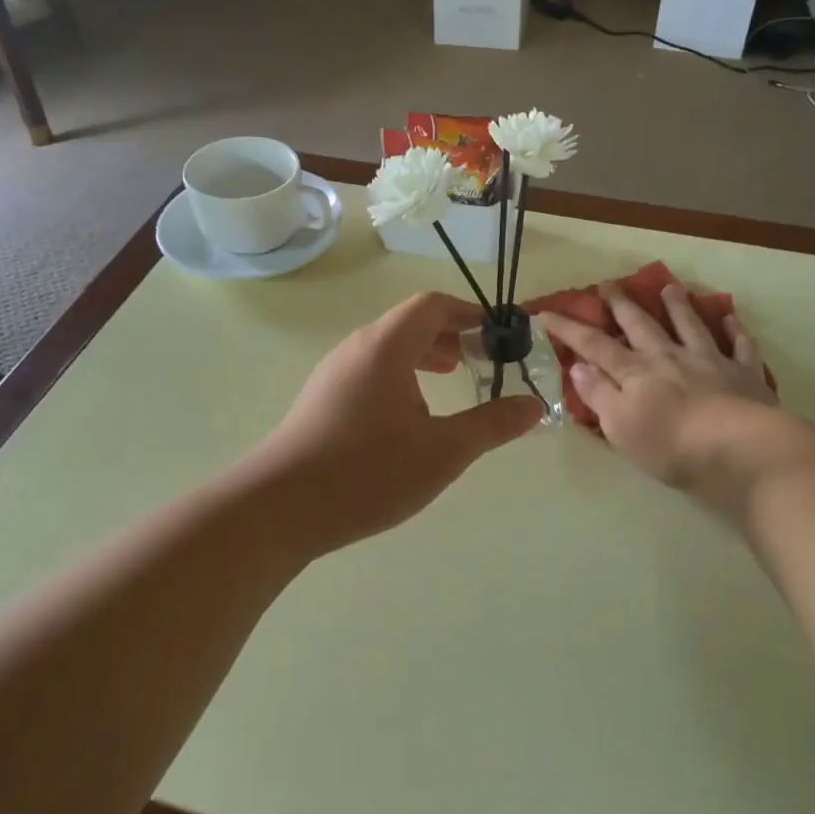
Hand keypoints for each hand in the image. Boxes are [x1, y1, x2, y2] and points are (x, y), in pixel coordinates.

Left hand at [251, 293, 543, 555]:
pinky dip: (400, 376)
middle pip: (409, 323)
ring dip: (424, 355)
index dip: (470, 313)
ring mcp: (333, 374)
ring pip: (387, 348)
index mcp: (386, 346)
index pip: (432, 305)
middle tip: (481, 359)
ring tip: (451, 378)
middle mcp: (357, 349)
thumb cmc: (368, 471)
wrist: (280, 508)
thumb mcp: (443, 450)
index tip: (499, 336)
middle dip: (451, 334)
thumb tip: (534, 406)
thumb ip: (491, 425)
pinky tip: (410, 415)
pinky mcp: (321, 400)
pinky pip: (370, 371)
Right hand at [536, 280, 781, 492]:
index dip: (569, 329)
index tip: (546, 313)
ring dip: (677, 307)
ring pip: (690, 326)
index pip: (594, 345)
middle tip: (608, 285)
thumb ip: (599, 394)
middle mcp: (670, 358)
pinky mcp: (744, 375)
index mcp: (636, 372)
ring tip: (669, 288)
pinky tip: (732, 318)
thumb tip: (579, 366)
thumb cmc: (671, 445)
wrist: (740, 449)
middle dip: (621, 306)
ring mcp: (710, 362)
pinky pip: (740, 346)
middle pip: (641, 326)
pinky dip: (736, 331)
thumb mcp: (620, 426)